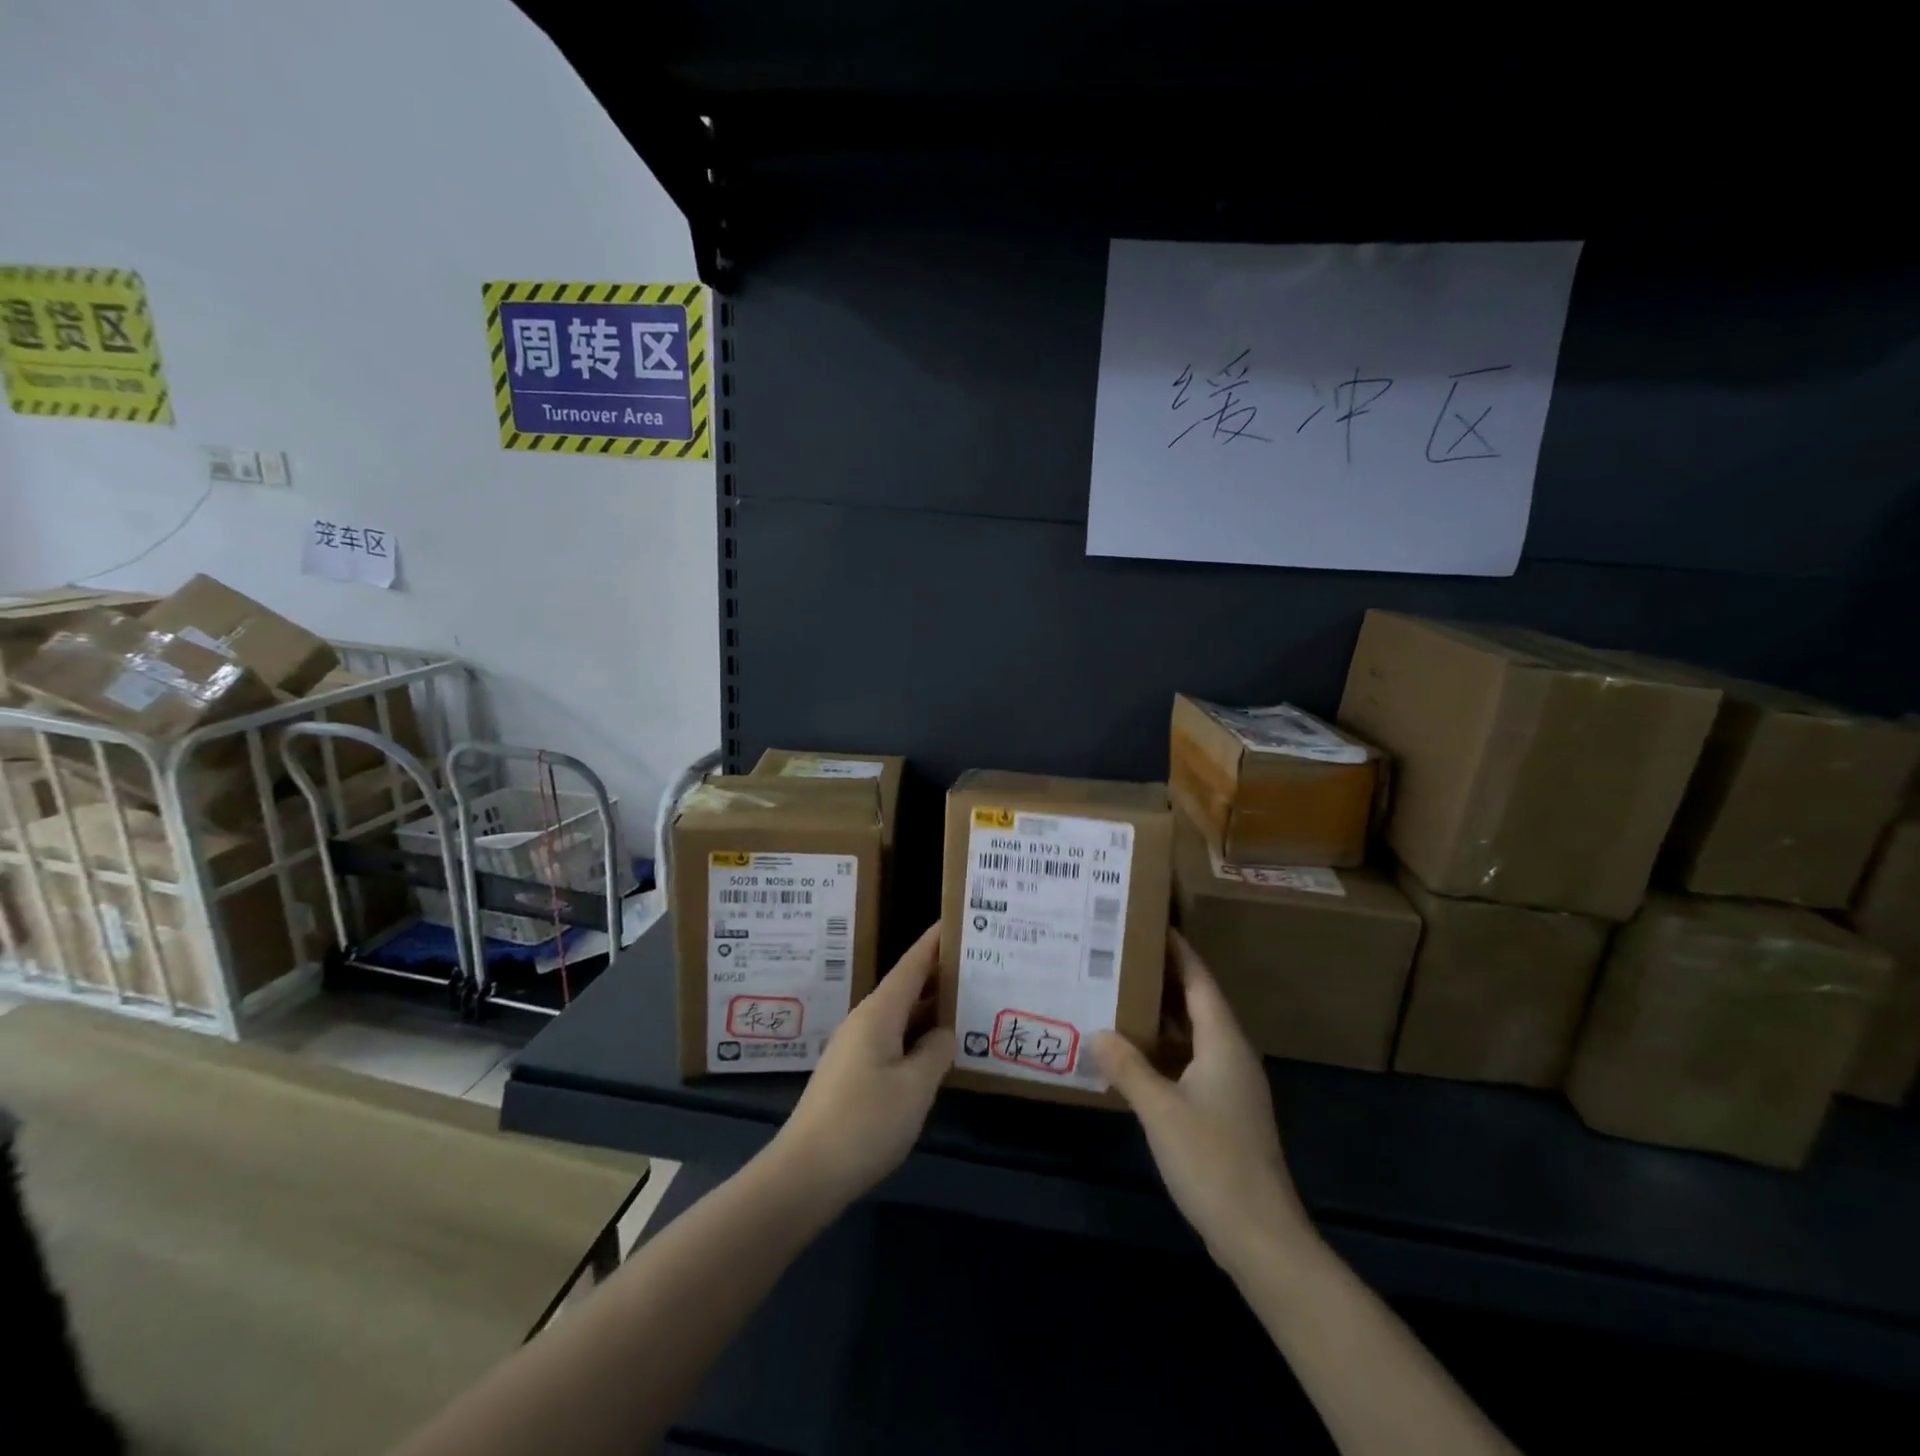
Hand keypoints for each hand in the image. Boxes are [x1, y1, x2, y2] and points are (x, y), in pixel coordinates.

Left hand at [771, 923, 953, 1211]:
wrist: (805, 1174)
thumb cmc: (864, 1123)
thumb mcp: (914, 1087)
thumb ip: (935, 1052)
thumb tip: (943, 1032)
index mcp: (879, 1013)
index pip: (912, 964)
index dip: (935, 942)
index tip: (958, 920)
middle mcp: (865, 1021)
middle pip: (907, 987)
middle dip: (940, 975)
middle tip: (979, 966)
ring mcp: (856, 1047)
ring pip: (900, 1016)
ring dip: (930, 1008)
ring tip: (967, 1002)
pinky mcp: (853, 1073)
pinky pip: (892, 1039)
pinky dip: (917, 1035)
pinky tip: (936, 1049)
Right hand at [1092, 931, 1313, 1274]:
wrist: (1259, 1235)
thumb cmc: (1212, 1160)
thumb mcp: (1160, 1109)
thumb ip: (1128, 1066)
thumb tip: (1097, 1031)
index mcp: (1223, 1042)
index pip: (1200, 980)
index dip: (1178, 951)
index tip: (1152, 924)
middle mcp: (1232, 1055)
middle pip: (1197, 1003)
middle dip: (1163, 979)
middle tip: (1122, 957)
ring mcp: (1231, 1086)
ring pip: (1193, 1035)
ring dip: (1161, 1016)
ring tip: (1121, 997)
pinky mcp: (1225, 1112)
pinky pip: (1191, 1062)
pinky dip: (1164, 1050)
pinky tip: (1135, 1056)